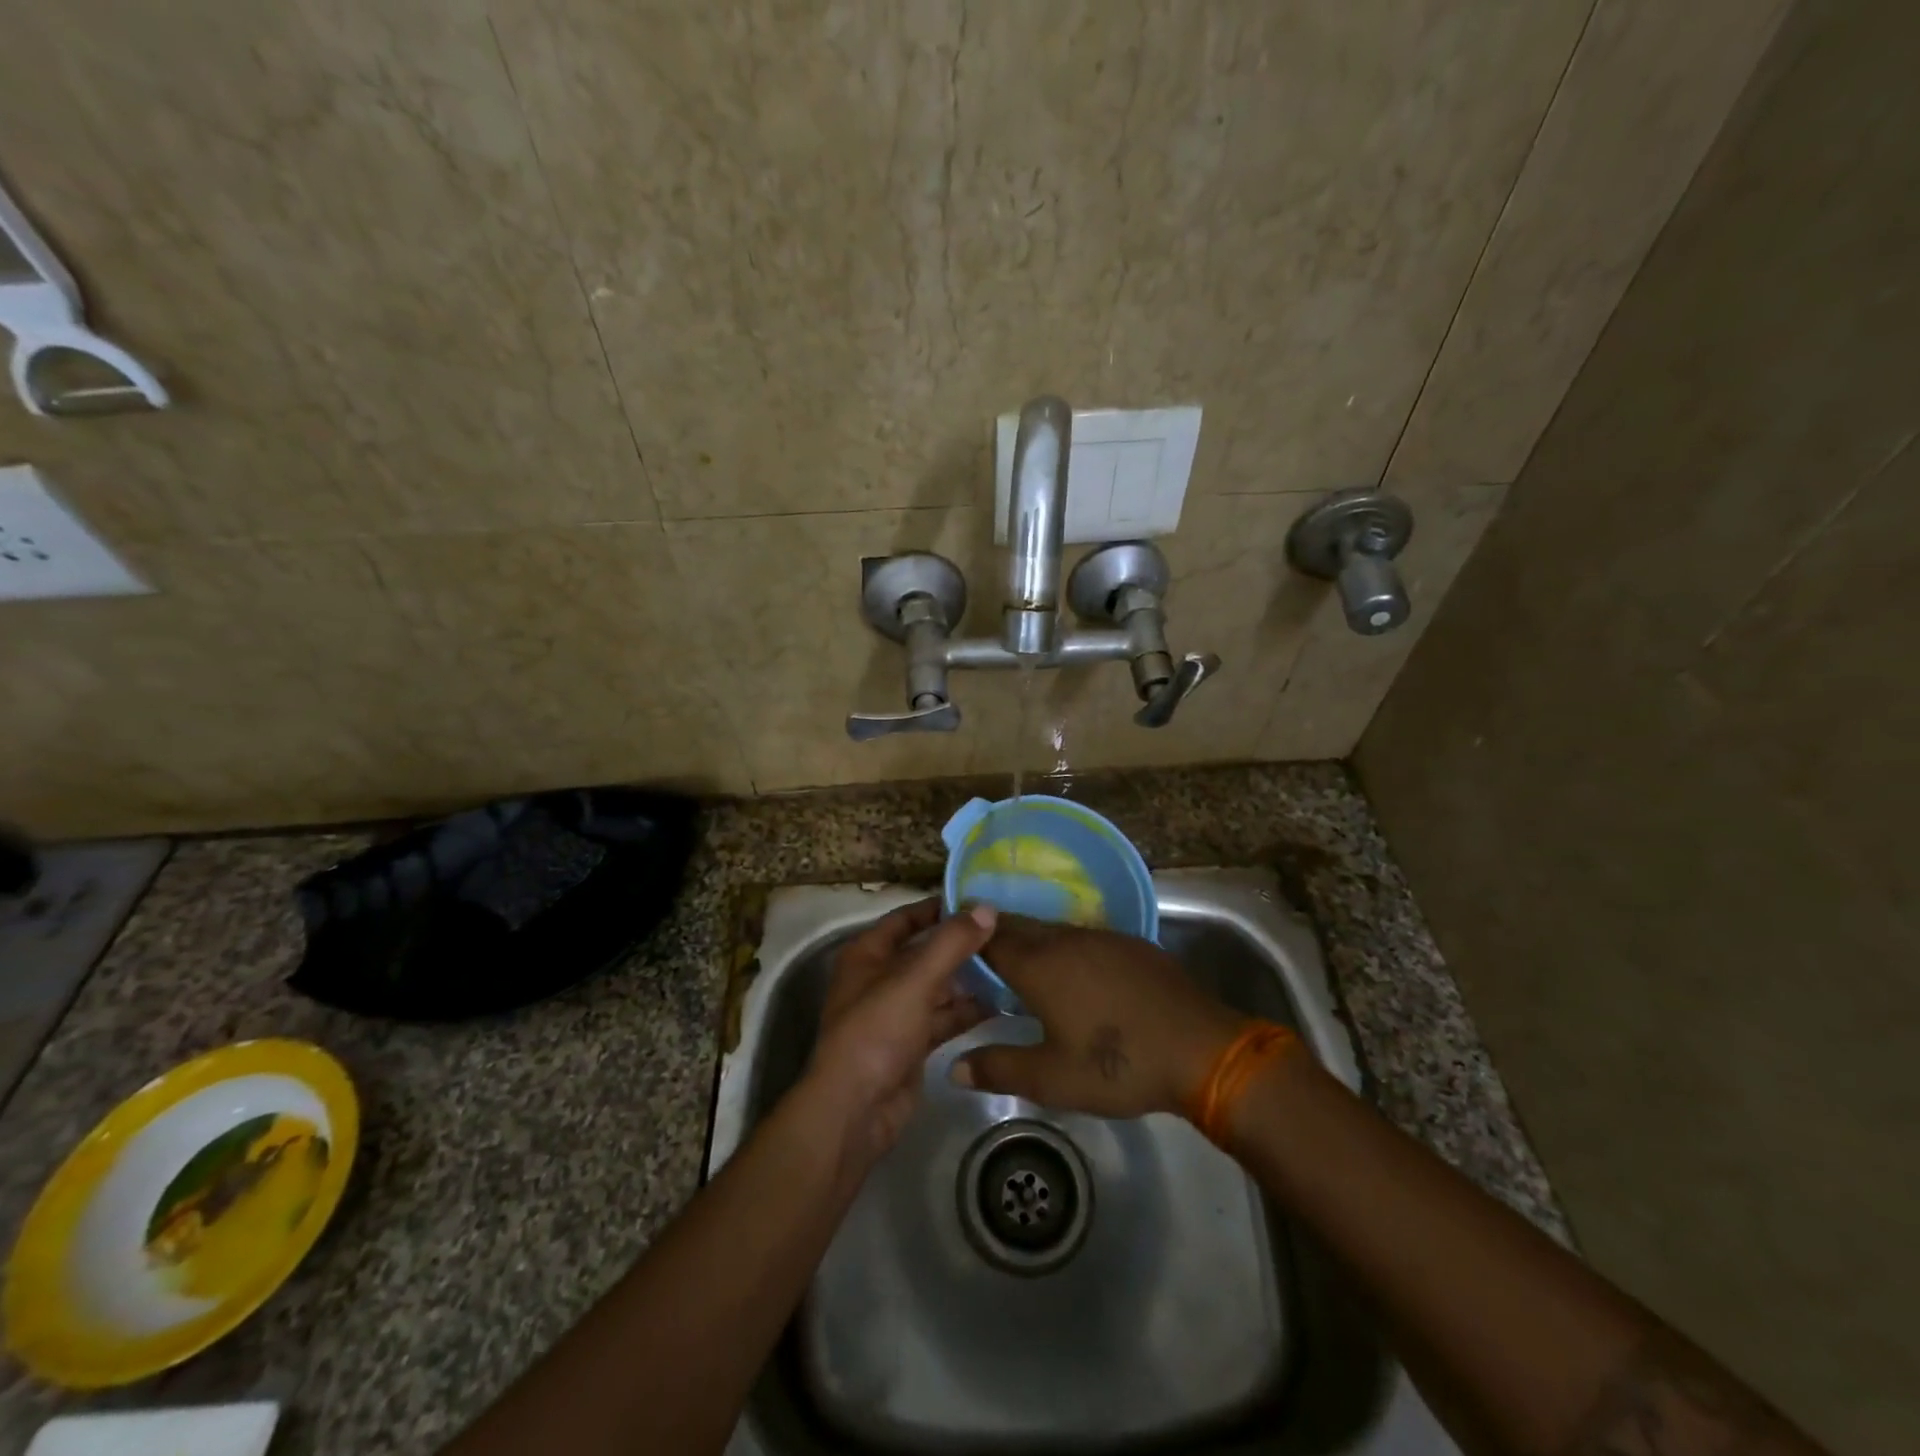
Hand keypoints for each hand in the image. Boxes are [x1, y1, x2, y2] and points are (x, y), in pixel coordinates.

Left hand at [806, 898, 996, 1165]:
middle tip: (1007, 934)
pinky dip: (967, 1011)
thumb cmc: (876, 1032)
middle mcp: (880, 978)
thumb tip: (986, 908)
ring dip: (970, 979)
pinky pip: (944, 1018)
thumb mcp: (913, 980)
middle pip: (926, 953)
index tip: (978, 901)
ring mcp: (897, 1013)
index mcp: (868, 954)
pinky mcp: (912, 1044)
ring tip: (1013, 966)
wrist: (855, 1111)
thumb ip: (951, 944)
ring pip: (939, 987)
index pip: (906, 918)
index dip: (938, 908)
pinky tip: (1002, 1004)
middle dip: (962, 946)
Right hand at [952, 915, 1245, 1118]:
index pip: (991, 939)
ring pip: (1052, 929)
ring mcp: (1101, 936)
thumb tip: (953, 1068)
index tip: (950, 945)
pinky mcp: (1130, 943)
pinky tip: (1071, 970)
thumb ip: (999, 1068)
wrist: (1201, 1048)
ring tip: (1018, 961)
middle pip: (1020, 926)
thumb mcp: (1052, 1079)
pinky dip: (1064, 945)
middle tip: (976, 952)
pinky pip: (1082, 935)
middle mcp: (1066, 939)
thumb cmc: (1118, 1065)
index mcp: (1039, 965)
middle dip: (996, 935)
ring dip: (1031, 939)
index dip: (967, 939)